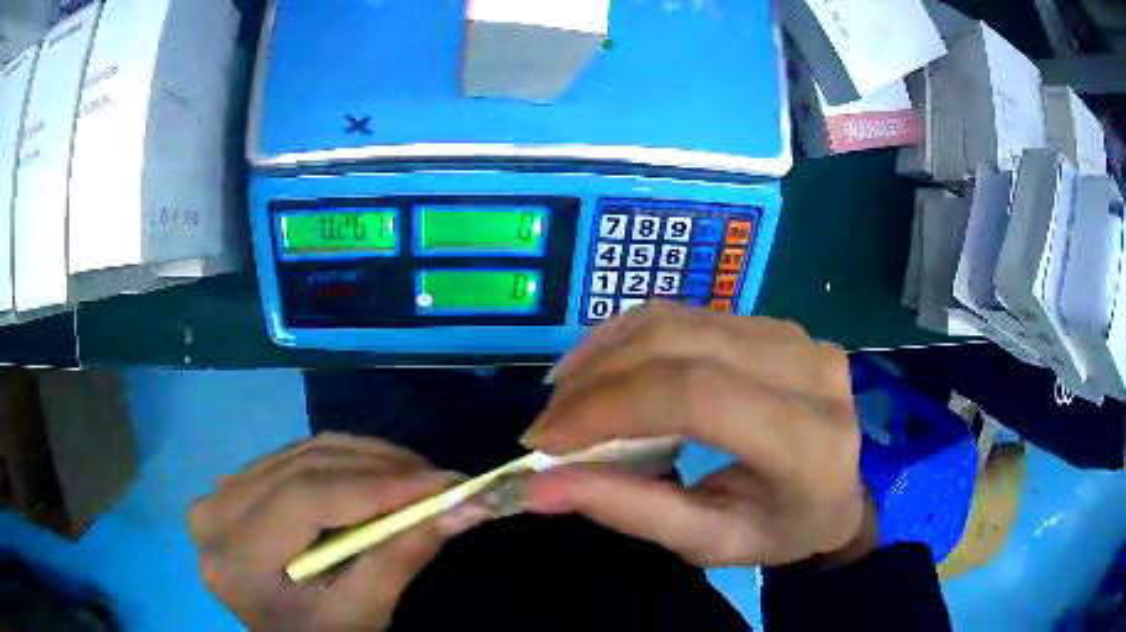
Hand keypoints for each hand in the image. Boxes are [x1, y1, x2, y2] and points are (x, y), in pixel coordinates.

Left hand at [189, 433, 491, 630]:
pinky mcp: (233, 484)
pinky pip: (292, 456)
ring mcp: (218, 493)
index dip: (378, 484)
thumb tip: (464, 506)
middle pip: (303, 467)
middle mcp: (214, 513)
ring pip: (300, 452)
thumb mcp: (364, 615)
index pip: (306, 498)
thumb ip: (402, 558)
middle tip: (441, 477)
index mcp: (237, 559)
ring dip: (365, 457)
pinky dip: (341, 460)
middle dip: (380, 466)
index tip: (445, 481)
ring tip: (417, 474)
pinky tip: (375, 473)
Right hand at [522, 303, 872, 567]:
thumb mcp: (711, 541)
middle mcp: (806, 371)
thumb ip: (629, 511)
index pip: (696, 398)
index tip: (545, 441)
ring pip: (678, 321)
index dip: (609, 408)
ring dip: (606, 352)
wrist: (850, 484)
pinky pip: (689, 315)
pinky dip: (632, 337)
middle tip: (548, 421)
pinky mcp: (773, 324)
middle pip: (679, 347)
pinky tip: (603, 364)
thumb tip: (537, 487)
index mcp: (806, 441)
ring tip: (565, 393)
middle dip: (596, 380)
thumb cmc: (787, 527)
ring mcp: (793, 336)